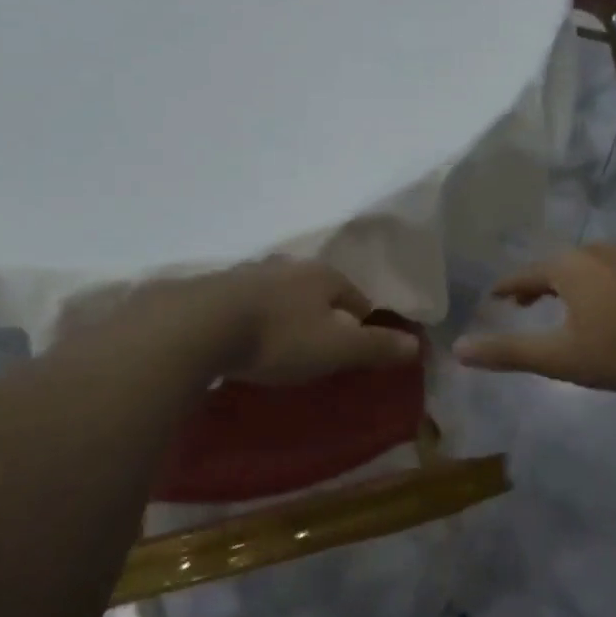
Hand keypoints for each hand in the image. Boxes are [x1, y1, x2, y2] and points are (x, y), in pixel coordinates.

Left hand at [60, 261, 420, 385]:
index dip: (363, 319)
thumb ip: (375, 347)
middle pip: (317, 289)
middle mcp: (288, 268)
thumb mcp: (335, 348)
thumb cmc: (279, 337)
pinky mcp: (216, 289)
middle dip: (323, 312)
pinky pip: (247, 303)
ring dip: (287, 312)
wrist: (200, 324)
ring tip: (286, 340)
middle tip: (323, 342)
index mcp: (323, 276)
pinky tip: (246, 336)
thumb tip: (416, 345)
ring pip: (281, 293)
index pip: (355, 296)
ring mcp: (250, 274)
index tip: (361, 342)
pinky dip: (254, 318)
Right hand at [453, 244, 615, 391]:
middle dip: (539, 285)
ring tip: (570, 304)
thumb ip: (510, 352)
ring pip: (589, 266)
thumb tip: (458, 349)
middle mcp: (594, 251)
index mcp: (567, 267)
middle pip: (556, 266)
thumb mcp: (562, 357)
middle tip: (527, 303)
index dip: (507, 287)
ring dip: (572, 283)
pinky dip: (603, 283)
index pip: (525, 275)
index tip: (495, 295)